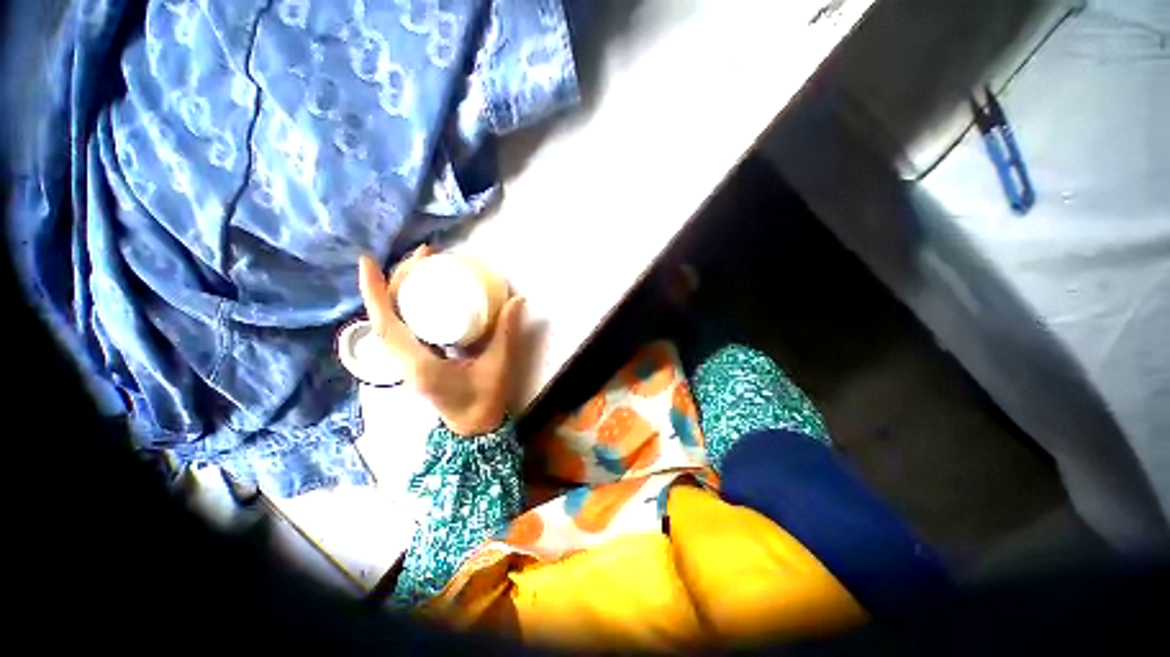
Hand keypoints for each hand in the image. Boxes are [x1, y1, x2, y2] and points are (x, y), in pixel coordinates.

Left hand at [358, 246, 524, 436]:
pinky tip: (419, 293)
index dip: (375, 293)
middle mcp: (404, 363)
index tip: (368, 262)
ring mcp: (404, 363)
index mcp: (420, 366)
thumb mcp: (498, 365)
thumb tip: (517, 300)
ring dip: (397, 292)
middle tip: (423, 255)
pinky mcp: (412, 361)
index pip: (388, 326)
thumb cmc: (484, 400)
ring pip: (389, 322)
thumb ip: (506, 332)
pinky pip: (399, 329)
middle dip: (396, 281)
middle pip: (385, 317)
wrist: (473, 427)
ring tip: (420, 267)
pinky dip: (402, 306)